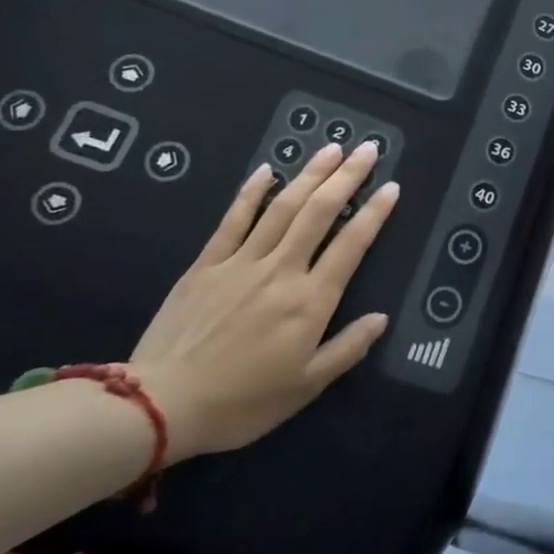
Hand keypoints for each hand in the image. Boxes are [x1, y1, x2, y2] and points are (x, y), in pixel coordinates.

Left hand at [128, 143, 399, 460]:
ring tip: (331, 148)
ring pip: (283, 207)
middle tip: (367, 149)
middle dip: (347, 177)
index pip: (351, 245)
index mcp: (310, 301)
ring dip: (309, 174)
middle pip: (319, 212)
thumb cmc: (242, 402)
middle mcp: (281, 270)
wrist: (161, 405)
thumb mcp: (305, 387)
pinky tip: (267, 169)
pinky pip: (233, 220)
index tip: (392, 186)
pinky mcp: (207, 264)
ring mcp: (242, 262)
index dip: (375, 213)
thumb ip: (348, 349)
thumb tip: (382, 317)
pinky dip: (251, 192)